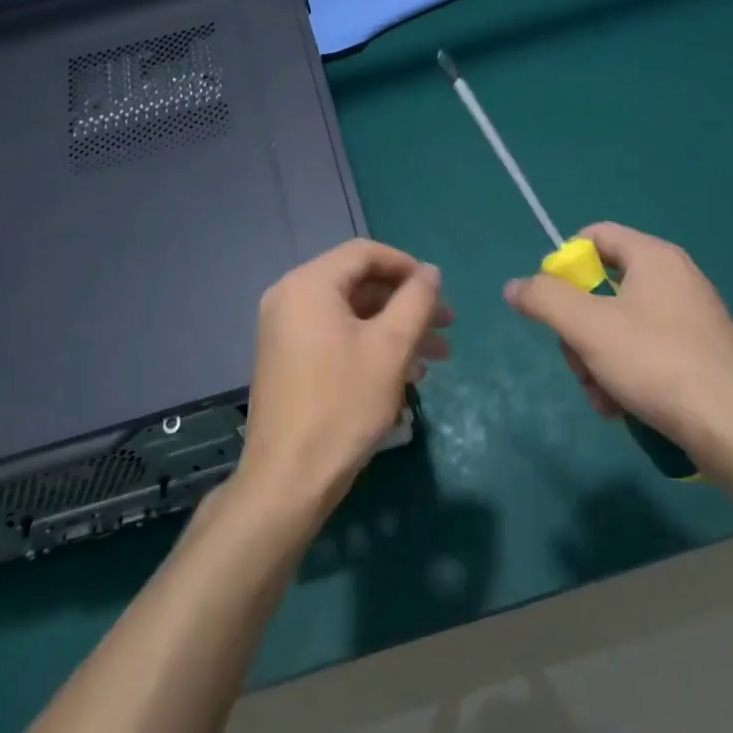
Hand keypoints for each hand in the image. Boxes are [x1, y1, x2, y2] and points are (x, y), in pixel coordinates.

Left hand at [236, 239, 450, 525]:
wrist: (288, 479)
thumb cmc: (343, 405)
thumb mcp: (390, 348)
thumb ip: (416, 301)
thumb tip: (431, 272)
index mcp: (308, 285)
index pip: (364, 252)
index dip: (407, 266)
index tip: (439, 291)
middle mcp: (289, 298)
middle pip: (358, 283)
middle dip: (406, 303)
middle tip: (447, 327)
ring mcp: (285, 330)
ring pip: (351, 314)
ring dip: (395, 329)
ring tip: (435, 358)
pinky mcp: (288, 359)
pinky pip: (335, 336)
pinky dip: (370, 346)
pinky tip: (405, 374)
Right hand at [503, 222, 732, 477]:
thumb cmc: (658, 364)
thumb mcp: (588, 328)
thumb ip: (545, 299)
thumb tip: (514, 286)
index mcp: (654, 257)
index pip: (593, 236)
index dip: (563, 264)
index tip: (551, 303)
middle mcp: (675, 278)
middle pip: (602, 287)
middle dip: (578, 329)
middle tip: (578, 362)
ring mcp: (690, 317)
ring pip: (618, 326)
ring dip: (596, 360)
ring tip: (602, 398)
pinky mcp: (699, 353)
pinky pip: (644, 350)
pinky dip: (624, 374)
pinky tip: (621, 407)